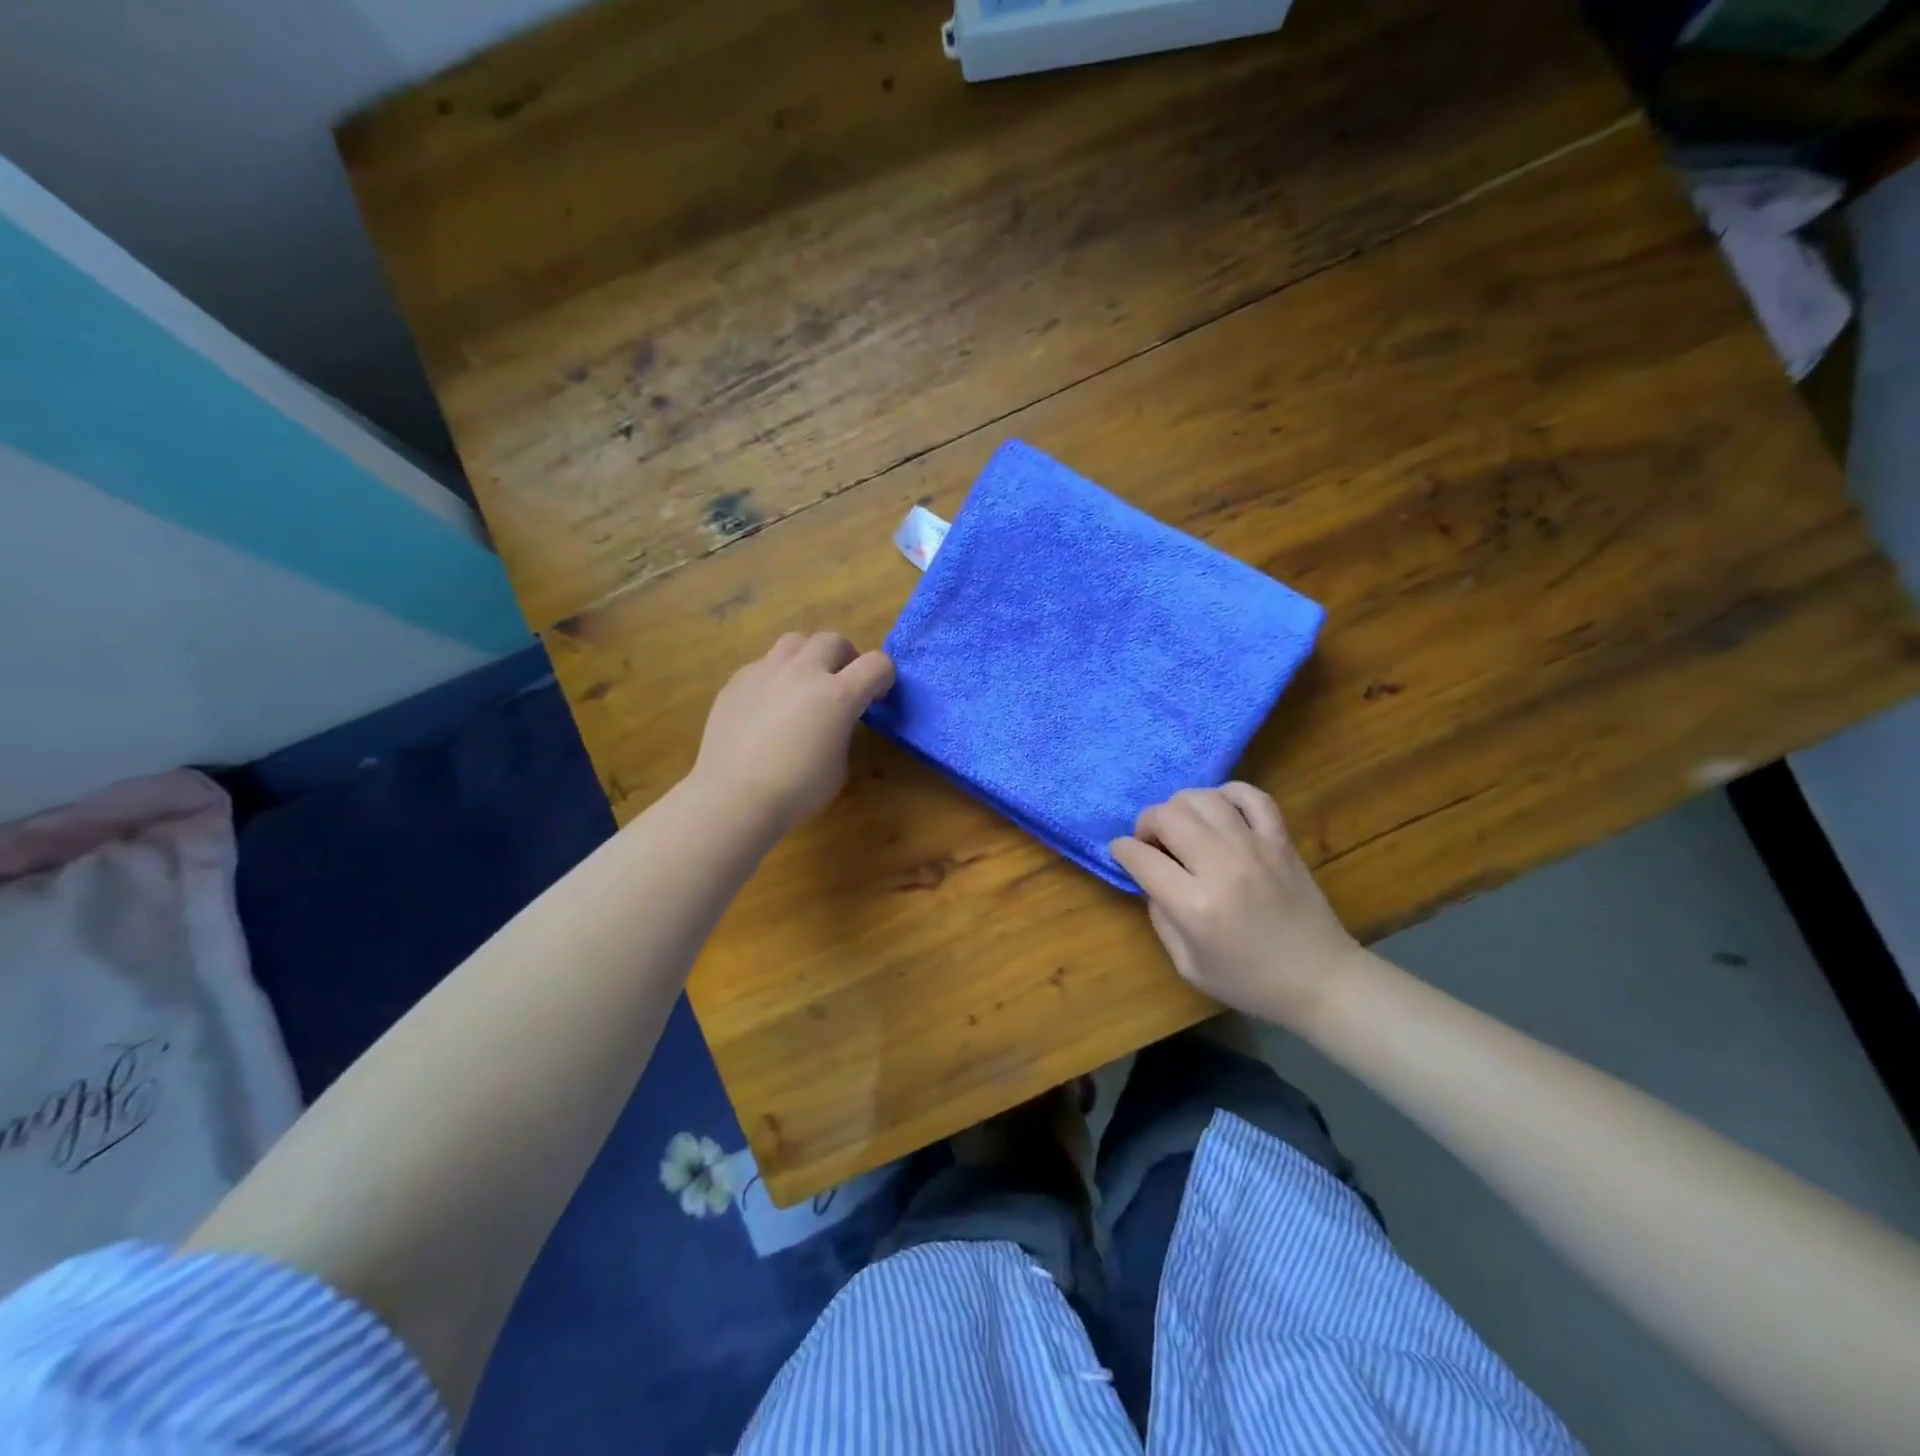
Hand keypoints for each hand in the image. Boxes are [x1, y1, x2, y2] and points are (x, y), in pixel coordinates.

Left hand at [692, 632, 894, 832]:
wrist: (733, 797)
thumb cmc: (796, 790)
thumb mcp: (838, 764)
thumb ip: (842, 729)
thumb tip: (833, 719)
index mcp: (837, 695)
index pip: (876, 664)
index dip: (884, 677)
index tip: (876, 697)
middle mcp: (803, 672)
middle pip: (833, 640)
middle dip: (845, 658)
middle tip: (841, 685)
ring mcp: (765, 672)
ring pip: (795, 641)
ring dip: (808, 657)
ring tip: (803, 684)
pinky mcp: (737, 680)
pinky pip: (764, 664)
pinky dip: (776, 676)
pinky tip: (768, 705)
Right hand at [1110, 784, 1362, 1030]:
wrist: (1321, 980)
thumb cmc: (1250, 981)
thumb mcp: (1188, 965)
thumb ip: (1160, 918)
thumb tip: (1149, 880)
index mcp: (1194, 906)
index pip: (1140, 857)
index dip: (1121, 850)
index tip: (1122, 854)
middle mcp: (1221, 867)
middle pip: (1167, 816)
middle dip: (1146, 824)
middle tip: (1152, 843)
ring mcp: (1255, 848)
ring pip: (1202, 798)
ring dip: (1180, 807)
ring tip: (1183, 828)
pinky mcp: (1280, 840)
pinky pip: (1251, 796)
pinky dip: (1228, 794)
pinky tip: (1220, 812)